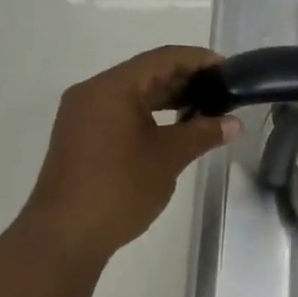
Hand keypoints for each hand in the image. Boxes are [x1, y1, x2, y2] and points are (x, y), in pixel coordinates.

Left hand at [21, 45, 240, 266]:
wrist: (63, 238)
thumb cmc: (118, 189)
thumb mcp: (168, 158)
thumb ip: (202, 133)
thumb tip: (234, 124)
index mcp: (112, 87)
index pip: (163, 58)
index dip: (198, 60)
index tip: (228, 70)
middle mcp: (92, 92)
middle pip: (146, 73)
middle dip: (185, 80)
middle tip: (221, 91)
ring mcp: (81, 115)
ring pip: (132, 94)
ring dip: (167, 98)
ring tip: (203, 109)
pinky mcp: (79, 137)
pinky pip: (119, 112)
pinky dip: (148, 114)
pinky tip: (173, 129)